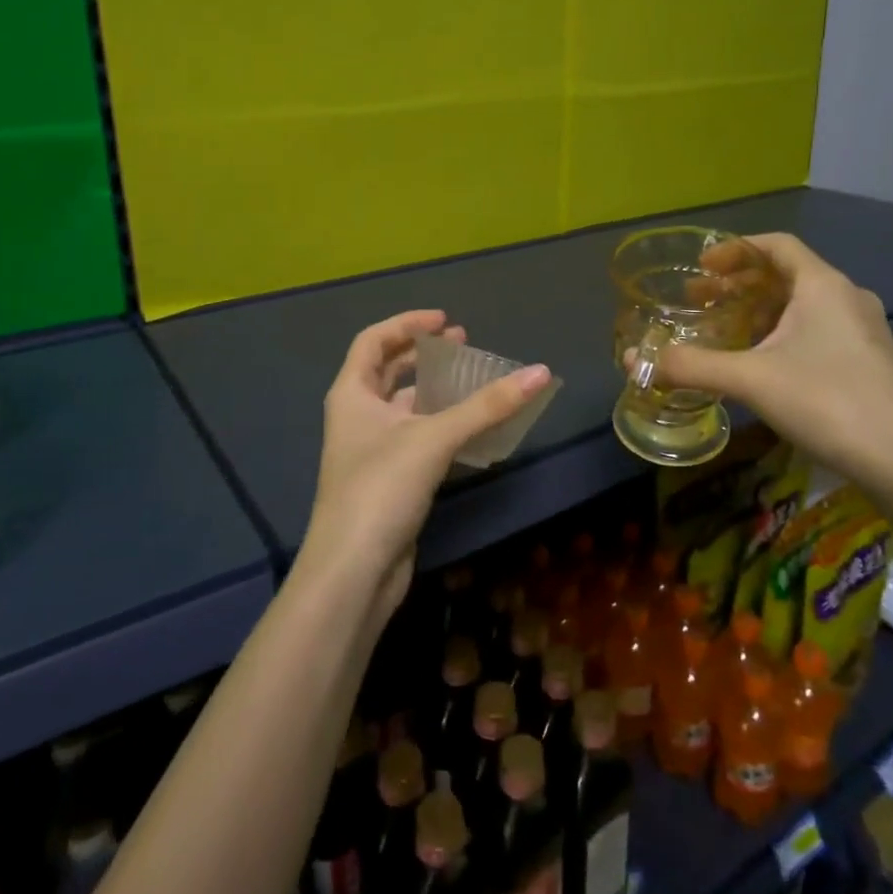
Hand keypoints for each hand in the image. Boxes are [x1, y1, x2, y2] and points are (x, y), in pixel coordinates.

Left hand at [303, 311, 552, 614]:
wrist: (354, 572)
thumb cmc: (381, 489)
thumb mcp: (434, 438)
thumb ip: (487, 406)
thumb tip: (541, 372)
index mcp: (351, 394)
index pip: (373, 340)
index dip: (407, 323)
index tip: (446, 321)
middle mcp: (357, 416)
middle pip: (389, 370)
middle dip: (425, 355)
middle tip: (464, 345)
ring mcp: (372, 450)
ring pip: (406, 407)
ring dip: (438, 391)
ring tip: (475, 381)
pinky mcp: (390, 480)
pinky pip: (419, 438)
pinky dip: (444, 425)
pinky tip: (474, 428)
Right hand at [652, 234, 892, 488]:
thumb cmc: (828, 401)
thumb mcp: (751, 380)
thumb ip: (693, 366)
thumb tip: (637, 361)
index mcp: (822, 285)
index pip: (776, 245)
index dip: (735, 250)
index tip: (701, 267)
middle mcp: (846, 297)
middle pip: (785, 274)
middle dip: (738, 285)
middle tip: (699, 300)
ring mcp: (863, 331)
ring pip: (801, 305)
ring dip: (758, 311)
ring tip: (724, 331)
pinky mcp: (869, 361)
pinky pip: (816, 330)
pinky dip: (781, 333)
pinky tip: (761, 364)